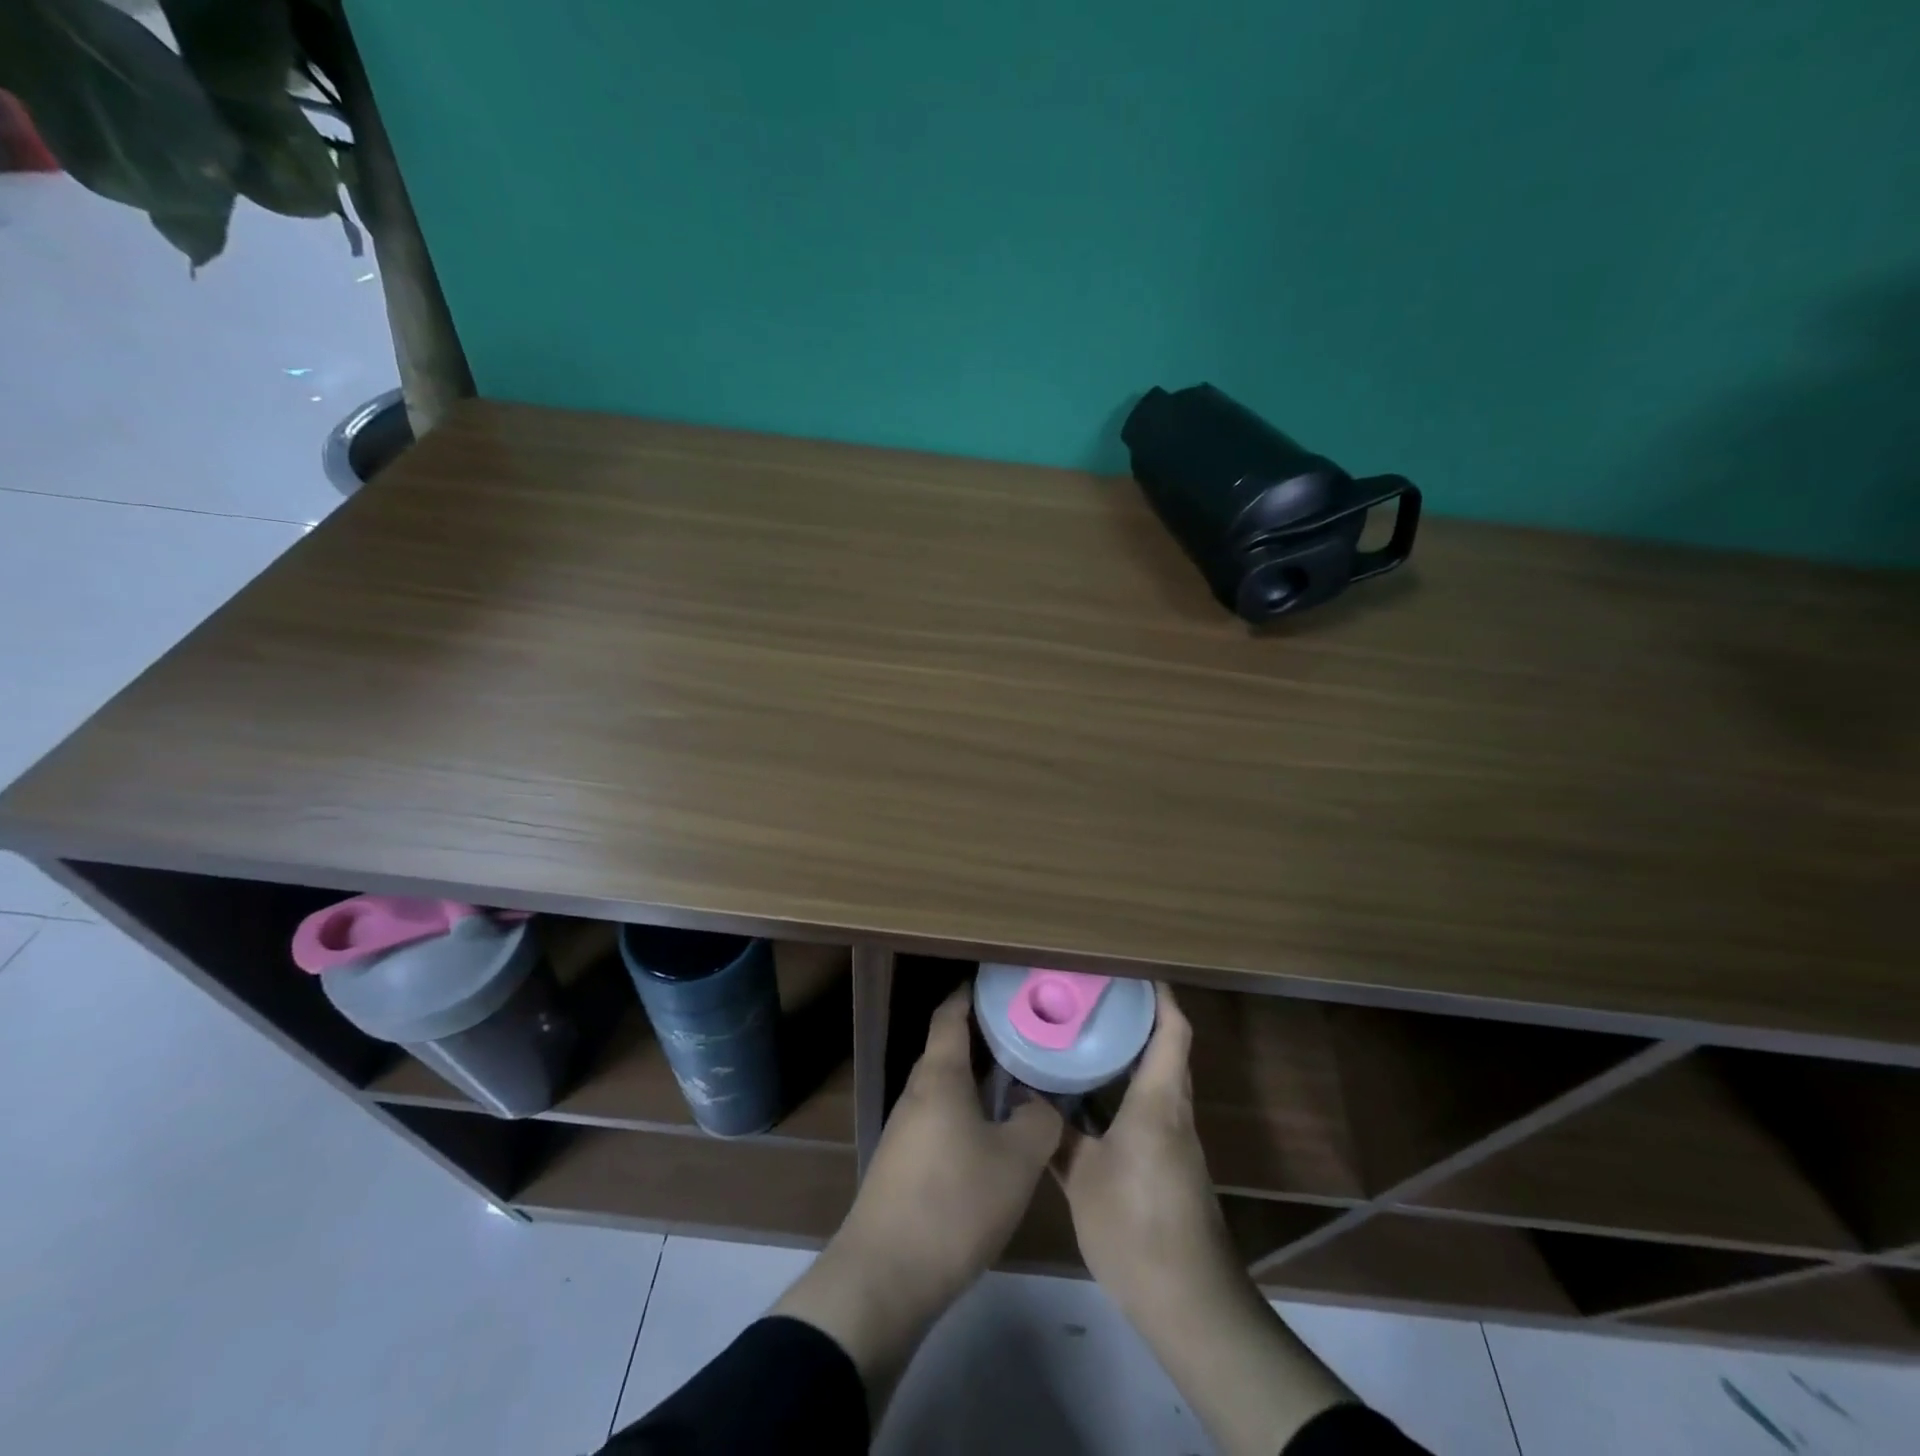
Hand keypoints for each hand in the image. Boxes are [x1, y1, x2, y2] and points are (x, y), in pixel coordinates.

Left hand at [842, 986, 1063, 1297]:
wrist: (884, 1277)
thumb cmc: (953, 1203)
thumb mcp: (1016, 1161)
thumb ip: (1038, 1121)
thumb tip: (1040, 1101)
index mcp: (939, 1076)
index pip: (950, 1015)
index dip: (971, 994)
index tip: (1000, 985)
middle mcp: (917, 1092)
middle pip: (949, 1050)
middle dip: (985, 1039)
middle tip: (1028, 1035)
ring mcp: (905, 1129)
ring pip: (947, 1088)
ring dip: (978, 1081)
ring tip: (1019, 1083)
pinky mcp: (903, 1164)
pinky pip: (940, 1119)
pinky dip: (967, 1113)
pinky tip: (993, 1137)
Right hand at [1057, 982, 1241, 1315]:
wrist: (1189, 1302)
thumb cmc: (1136, 1227)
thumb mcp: (1083, 1179)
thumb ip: (1056, 1135)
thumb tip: (1028, 1098)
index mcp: (1158, 1102)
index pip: (1172, 1032)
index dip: (1160, 996)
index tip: (1132, 970)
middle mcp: (1173, 1112)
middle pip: (1167, 1049)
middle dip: (1138, 1018)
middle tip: (1093, 996)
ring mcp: (1176, 1139)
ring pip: (1159, 1079)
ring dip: (1132, 1054)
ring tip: (1086, 1035)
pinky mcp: (1172, 1163)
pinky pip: (1152, 1107)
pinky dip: (1128, 1089)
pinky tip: (1092, 1097)